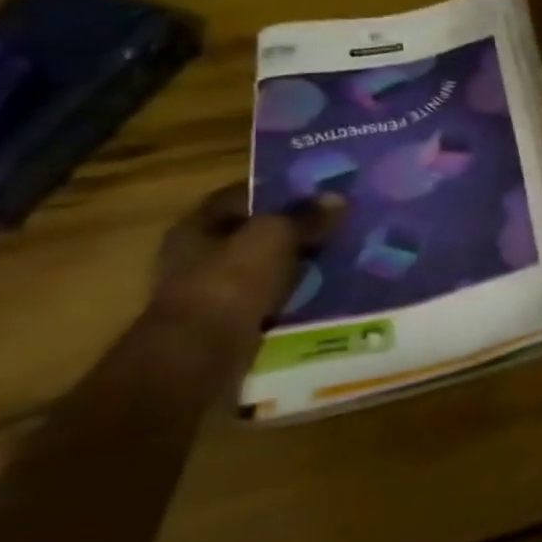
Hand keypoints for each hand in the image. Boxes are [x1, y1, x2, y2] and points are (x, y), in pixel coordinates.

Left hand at [151, 186, 344, 342]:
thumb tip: (336, 197)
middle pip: (256, 232)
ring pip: (267, 265)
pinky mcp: (229, 319)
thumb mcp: (276, 237)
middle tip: (341, 223)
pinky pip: (272, 296)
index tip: (323, 190)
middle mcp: (198, 253)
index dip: (282, 189)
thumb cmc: (231, 281)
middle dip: (296, 229)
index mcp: (198, 225)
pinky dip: (297, 293)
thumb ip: (306, 216)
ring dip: (299, 263)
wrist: (203, 352)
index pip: (243, 195)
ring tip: (343, 256)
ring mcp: (212, 289)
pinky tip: (328, 289)